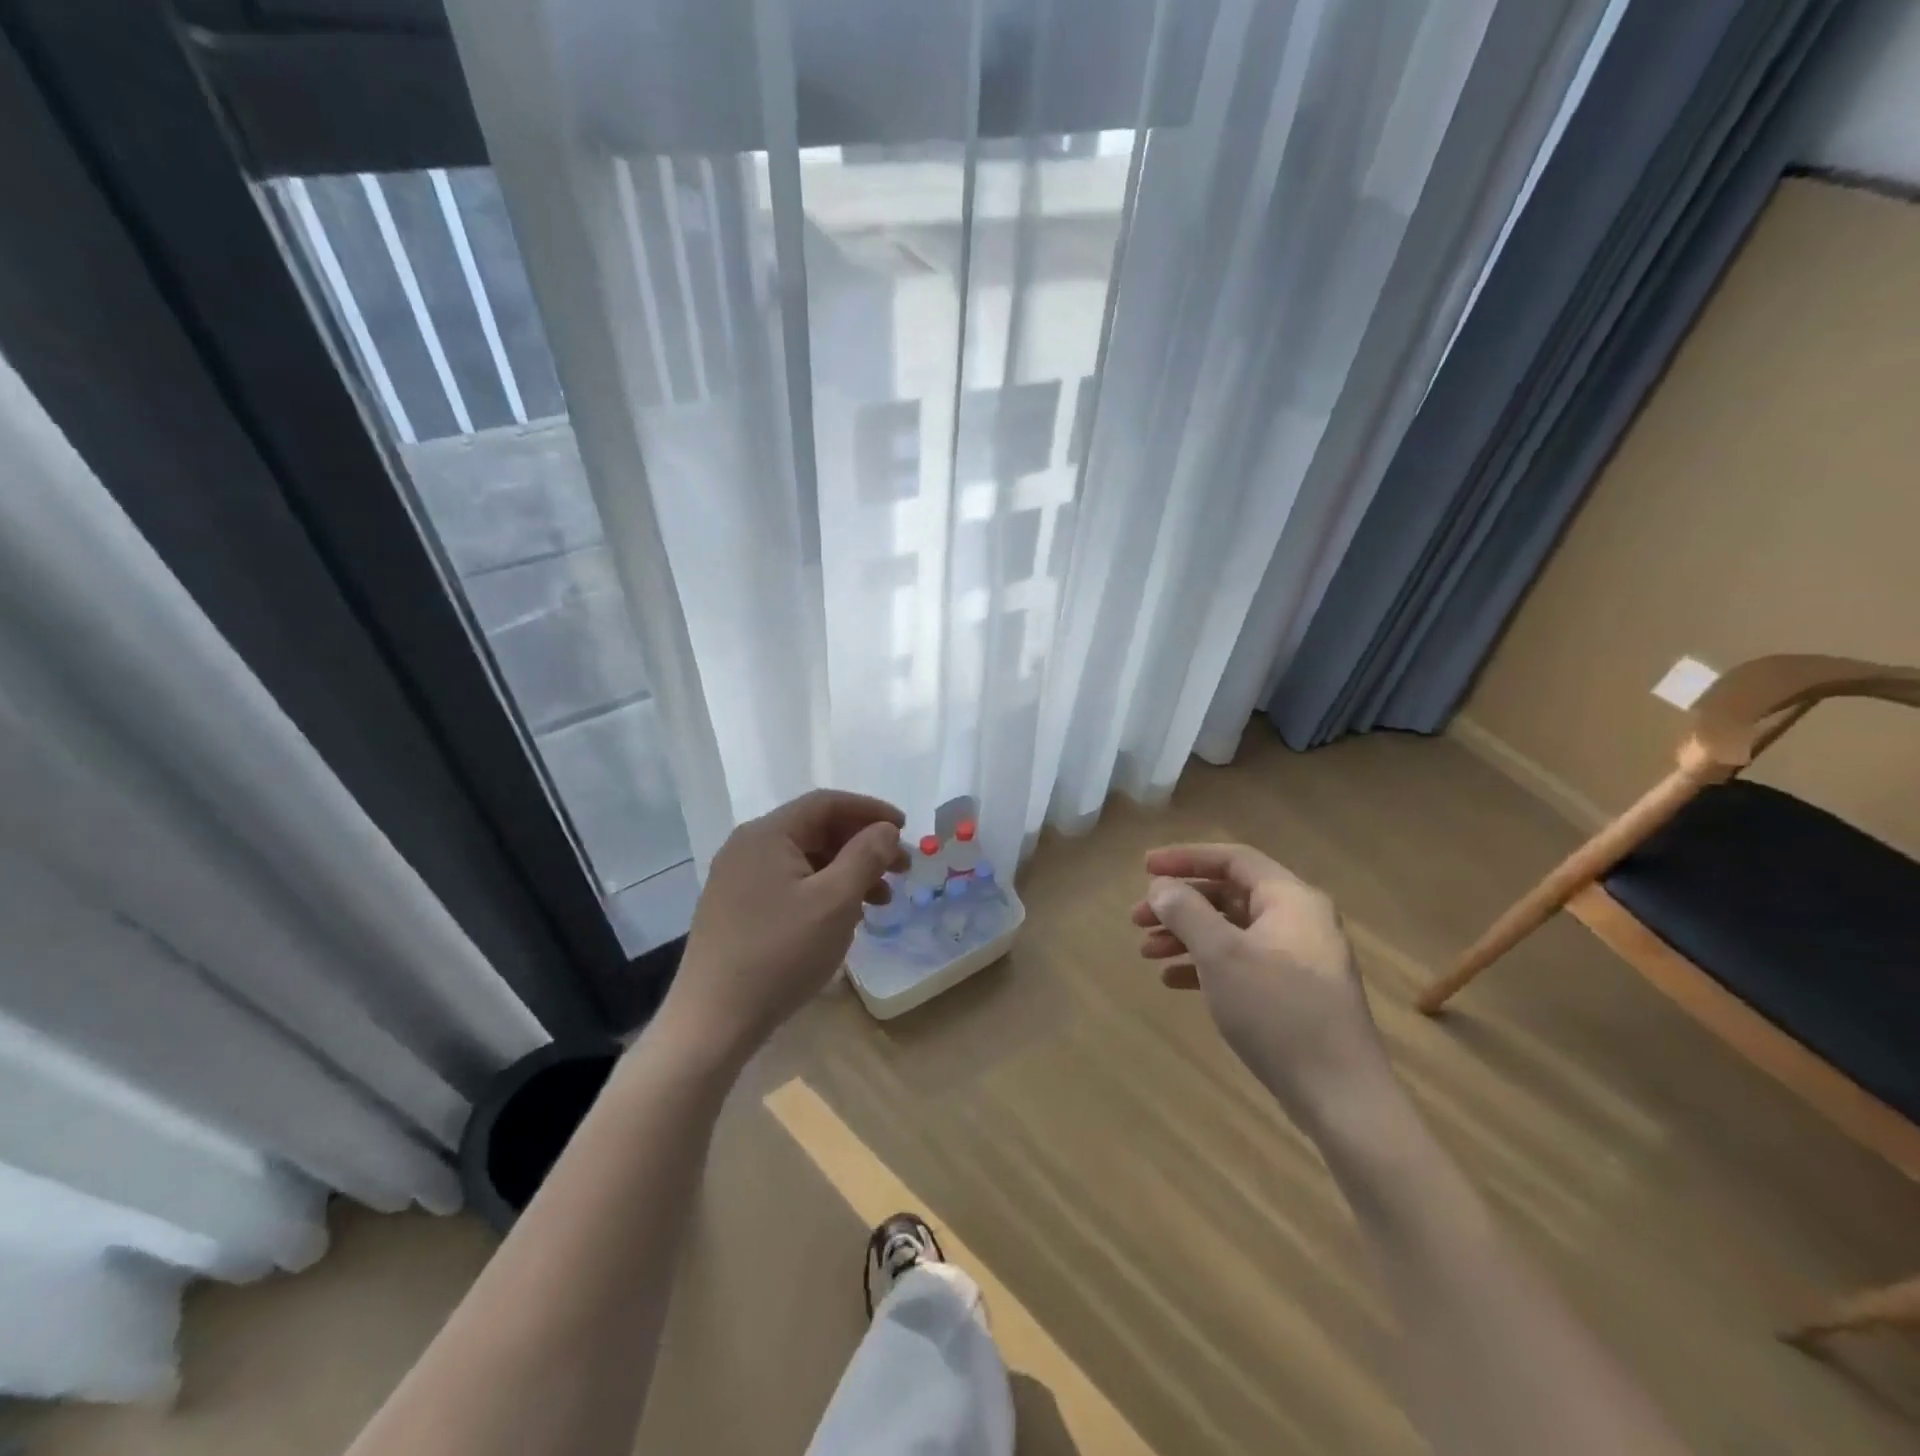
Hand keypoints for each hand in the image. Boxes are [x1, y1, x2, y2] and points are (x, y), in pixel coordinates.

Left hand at [656, 790, 906, 1068]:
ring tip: (881, 901)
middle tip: (902, 869)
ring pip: (805, 860)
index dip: (871, 810)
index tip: (906, 828)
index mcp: (767, 834)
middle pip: (816, 830)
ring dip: (847, 871)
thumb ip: (866, 856)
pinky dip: (824, 891)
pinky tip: (844, 918)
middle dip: (863, 845)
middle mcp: (748, 847)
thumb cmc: (780, 954)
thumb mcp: (835, 902)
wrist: (713, 1022)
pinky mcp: (736, 908)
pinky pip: (790, 884)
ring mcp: (738, 879)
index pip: (827, 803)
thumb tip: (886, 829)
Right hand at [1132, 844, 1392, 1124]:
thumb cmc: (1278, 1011)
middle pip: (1228, 895)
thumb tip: (1161, 887)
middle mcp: (1298, 920)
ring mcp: (1297, 958)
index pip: (1232, 859)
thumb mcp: (1222, 955)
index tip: (1145, 868)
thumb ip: (1187, 912)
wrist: (1340, 1096)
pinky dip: (1206, 965)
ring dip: (1186, 935)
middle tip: (1136, 918)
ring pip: (1231, 930)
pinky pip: (1241, 962)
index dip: (1185, 858)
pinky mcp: (1292, 992)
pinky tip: (1173, 981)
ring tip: (1147, 952)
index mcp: (1290, 899)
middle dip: (1179, 904)